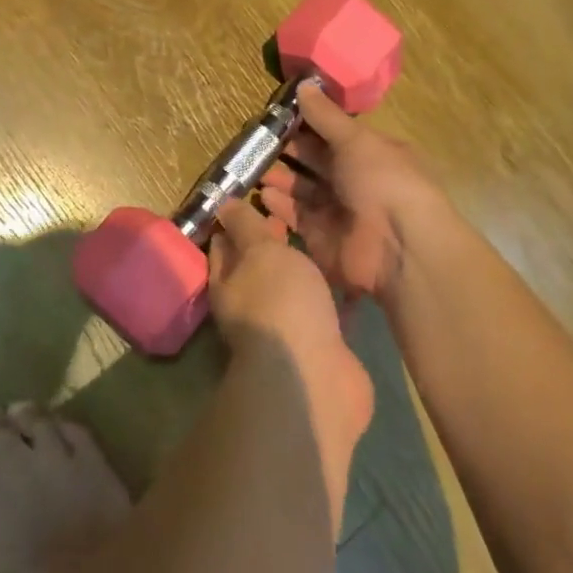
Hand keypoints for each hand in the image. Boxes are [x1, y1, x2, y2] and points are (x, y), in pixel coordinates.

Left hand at [207, 198, 373, 510]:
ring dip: (301, 269)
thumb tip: (223, 205)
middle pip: (258, 267)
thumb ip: (246, 227)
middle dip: (270, 242)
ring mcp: (286, 329)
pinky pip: (323, 312)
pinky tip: (348, 278)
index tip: (251, 195)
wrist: (315, 376)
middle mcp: (251, 307)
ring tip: (321, 236)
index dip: (235, 220)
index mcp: (227, 283)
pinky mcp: (320, 346)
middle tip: (291, 211)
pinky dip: (332, 297)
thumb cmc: (281, 302)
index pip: (224, 244)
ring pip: (291, 290)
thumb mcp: (260, 252)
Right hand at [258, 84, 447, 305]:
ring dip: (279, 178)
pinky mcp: (321, 237)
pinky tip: (262, 194)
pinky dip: (279, 206)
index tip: (275, 116)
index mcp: (369, 153)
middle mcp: (354, 181)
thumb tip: (303, 84)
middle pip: (314, 162)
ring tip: (252, 168)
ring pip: (302, 189)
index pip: (332, 135)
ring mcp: (337, 211)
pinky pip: (295, 217)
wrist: (399, 247)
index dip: (306, 125)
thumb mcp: (356, 140)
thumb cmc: (383, 181)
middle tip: (255, 142)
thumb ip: (325, 116)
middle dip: (287, 152)